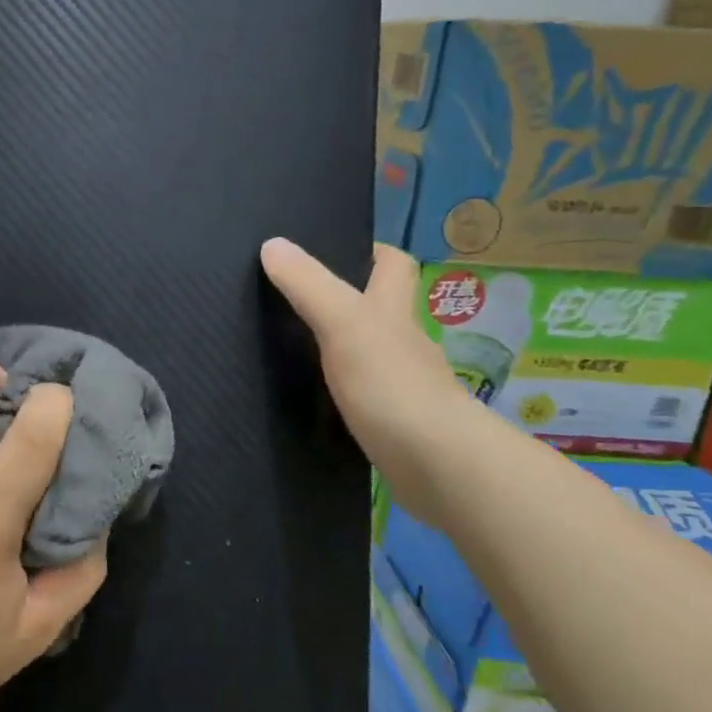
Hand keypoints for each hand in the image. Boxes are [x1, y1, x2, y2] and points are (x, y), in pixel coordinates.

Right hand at [260, 238, 478, 513]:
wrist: (438, 467)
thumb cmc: (392, 385)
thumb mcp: (344, 325)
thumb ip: (309, 286)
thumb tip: (273, 244)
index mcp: (394, 311)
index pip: (393, 265)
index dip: (369, 251)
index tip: (332, 250)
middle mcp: (402, 343)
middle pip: (379, 310)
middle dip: (345, 301)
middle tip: (292, 300)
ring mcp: (401, 386)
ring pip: (368, 355)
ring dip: (338, 350)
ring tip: (289, 349)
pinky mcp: (394, 424)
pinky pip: (362, 397)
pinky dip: (340, 393)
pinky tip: (311, 399)